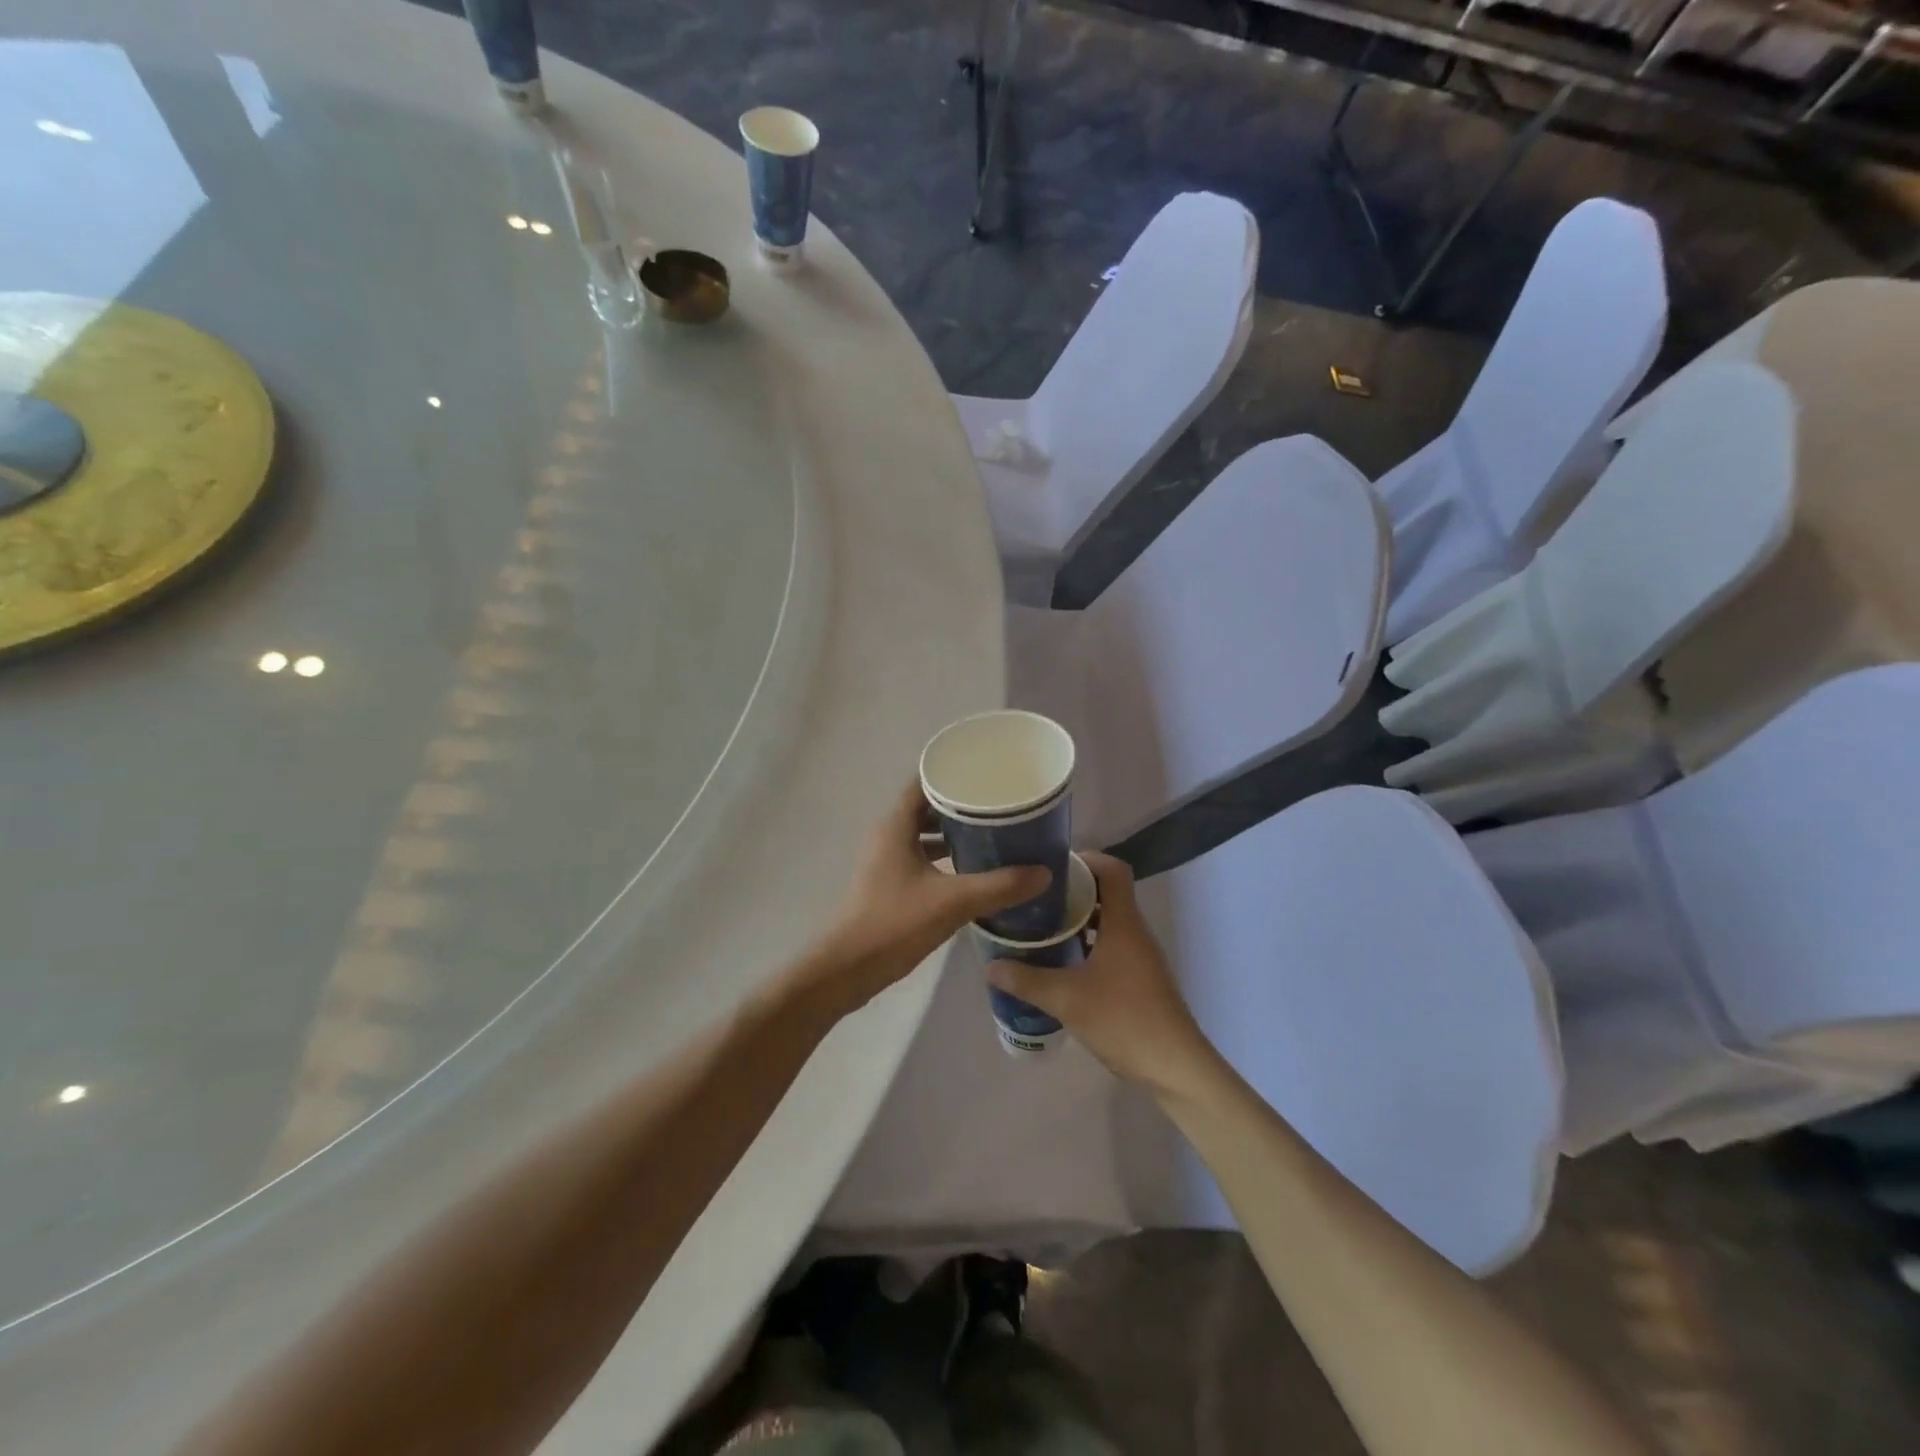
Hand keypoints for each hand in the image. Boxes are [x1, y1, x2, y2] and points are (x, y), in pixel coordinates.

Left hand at [797, 780, 1049, 1016]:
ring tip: (994, 834)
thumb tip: (1044, 872)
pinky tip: (973, 870)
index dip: (953, 773)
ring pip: (924, 835)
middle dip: (962, 805)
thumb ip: (999, 886)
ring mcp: (886, 861)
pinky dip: (945, 858)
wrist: (847, 968)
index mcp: (895, 825)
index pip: (924, 782)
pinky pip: (921, 858)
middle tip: (1000, 805)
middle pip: (927, 807)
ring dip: (954, 833)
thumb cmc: (894, 923)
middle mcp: (888, 836)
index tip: (987, 772)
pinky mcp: (889, 884)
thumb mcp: (952, 902)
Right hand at [987, 852, 1214, 1094]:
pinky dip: (1087, 943)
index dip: (1084, 859)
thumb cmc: (1123, 1020)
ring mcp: (1140, 955)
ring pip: (1108, 921)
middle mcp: (1135, 930)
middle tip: (1035, 898)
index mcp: (1123, 922)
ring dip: (1078, 919)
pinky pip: (1111, 945)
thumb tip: (991, 966)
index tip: (1050, 867)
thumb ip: (1026, 980)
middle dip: (1071, 890)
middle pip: (1106, 892)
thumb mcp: (1066, 999)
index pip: (1112, 868)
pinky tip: (1061, 963)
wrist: (1175, 1067)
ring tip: (1041, 926)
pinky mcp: (1140, 977)